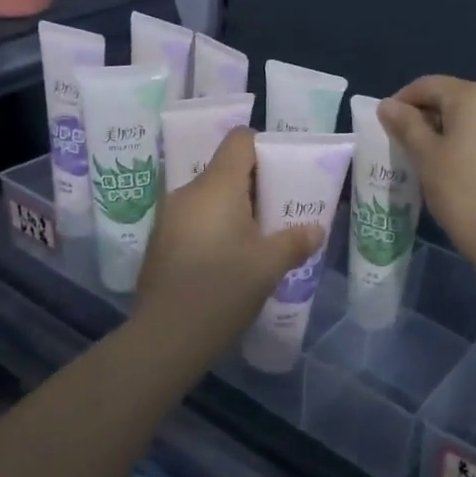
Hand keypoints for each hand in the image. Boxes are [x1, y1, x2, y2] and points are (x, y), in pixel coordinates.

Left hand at [135, 127, 322, 358]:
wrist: (167, 336)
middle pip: (224, 169)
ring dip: (231, 209)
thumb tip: (316, 230)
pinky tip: (226, 258)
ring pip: (207, 197)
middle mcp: (188, 191)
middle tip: (276, 209)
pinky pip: (193, 219)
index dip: (263, 147)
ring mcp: (168, 217)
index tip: (282, 172)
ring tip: (254, 237)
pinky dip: (212, 227)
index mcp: (217, 185)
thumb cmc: (223, 287)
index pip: (239, 140)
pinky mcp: (160, 242)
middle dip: (253, 184)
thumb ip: (295, 242)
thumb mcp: (269, 266)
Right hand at [378, 75, 475, 269]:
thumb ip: (406, 124)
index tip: (387, 123)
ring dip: (455, 132)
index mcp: (475, 98)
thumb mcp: (424, 155)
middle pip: (457, 100)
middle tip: (408, 142)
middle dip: (430, 116)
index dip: (403, 99)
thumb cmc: (459, 190)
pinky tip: (467, 175)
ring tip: (436, 159)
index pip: (430, 85)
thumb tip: (388, 104)